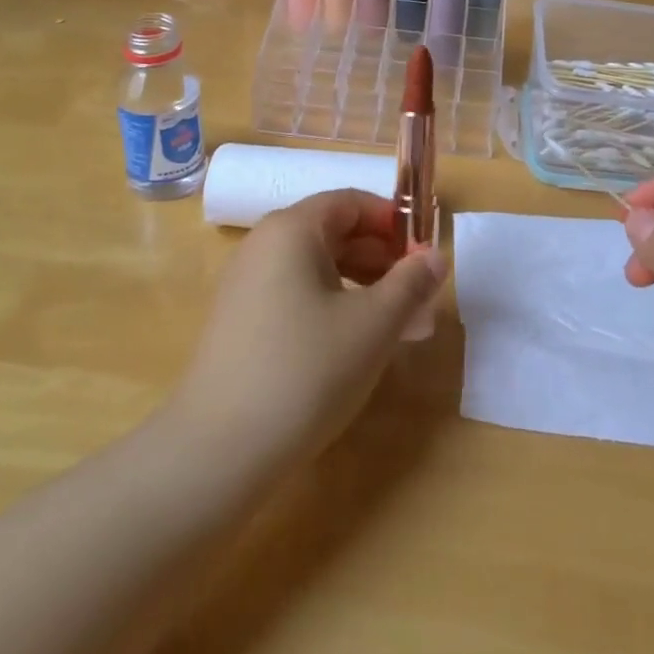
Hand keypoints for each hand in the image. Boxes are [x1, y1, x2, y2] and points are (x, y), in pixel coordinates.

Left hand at [175, 191, 445, 467]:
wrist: (217, 452)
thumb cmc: (306, 371)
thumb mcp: (374, 325)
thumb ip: (411, 283)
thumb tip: (435, 257)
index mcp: (292, 229)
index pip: (352, 202)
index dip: (394, 222)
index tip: (426, 256)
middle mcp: (264, 245)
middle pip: (335, 232)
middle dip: (384, 259)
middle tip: (419, 297)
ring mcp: (247, 285)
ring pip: (319, 268)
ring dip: (364, 287)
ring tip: (399, 326)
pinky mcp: (241, 322)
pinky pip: (298, 295)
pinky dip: (334, 307)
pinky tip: (357, 345)